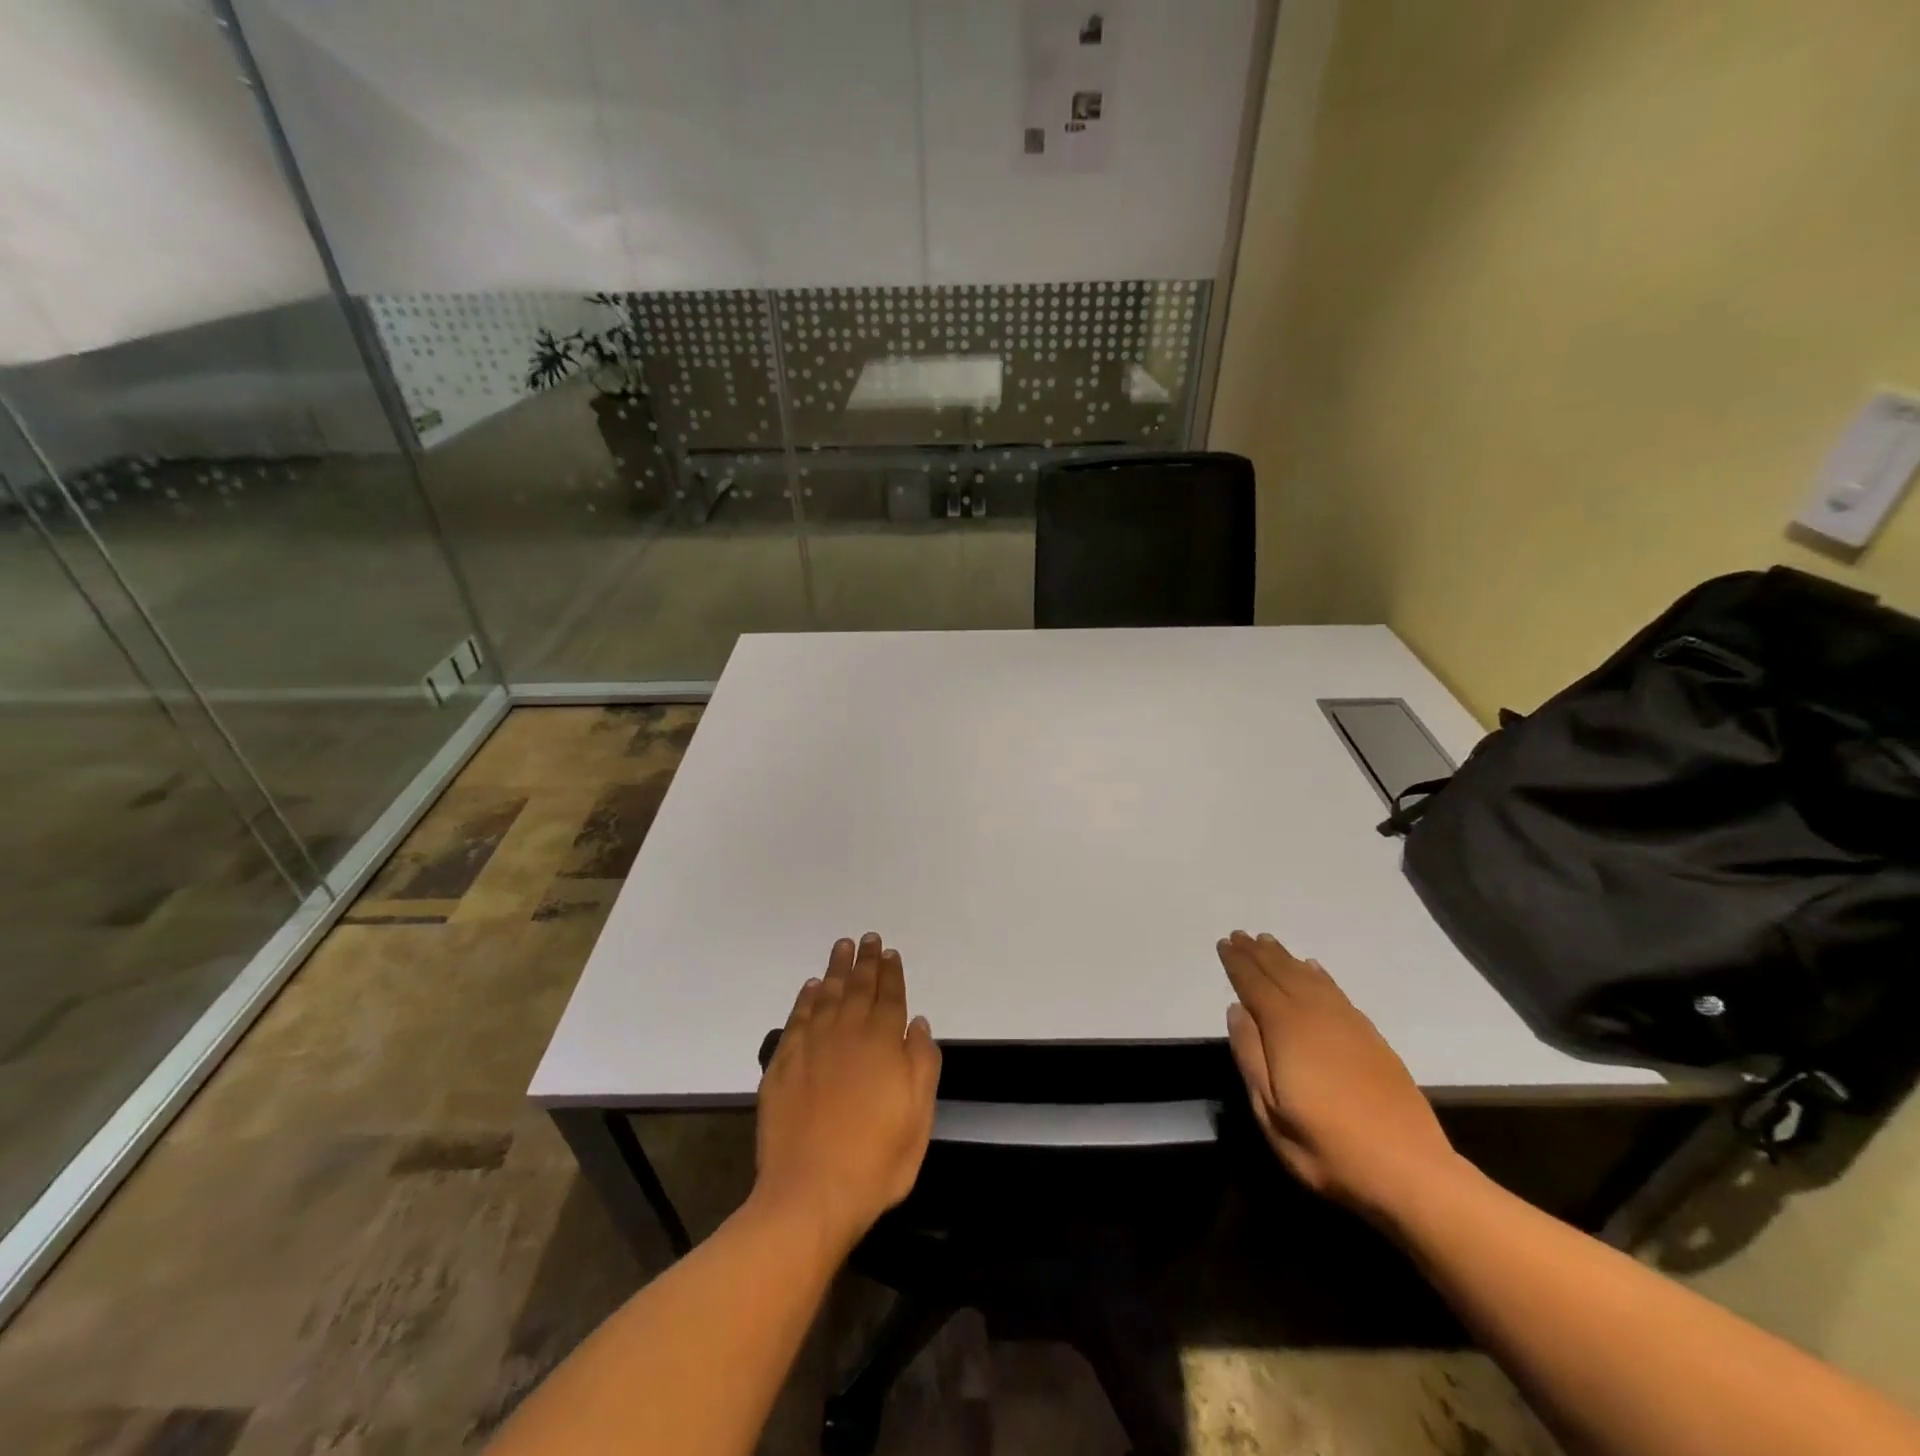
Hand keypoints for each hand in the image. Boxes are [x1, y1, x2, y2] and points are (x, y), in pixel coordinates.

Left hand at [753, 933, 941, 1254]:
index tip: (890, 952)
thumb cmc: (875, 1162)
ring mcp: (811, 1047)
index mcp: (883, 1045)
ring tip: (842, 947)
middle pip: (858, 988)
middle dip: (866, 961)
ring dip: (837, 969)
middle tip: (868, 938)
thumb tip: (917, 1023)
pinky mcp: (783, 1065)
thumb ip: (922, 1065)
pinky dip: (806, 998)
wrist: (810, 1195)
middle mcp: (847, 1035)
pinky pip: (797, 1019)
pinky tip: (811, 987)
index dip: (891, 973)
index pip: (889, 997)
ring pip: (827, 995)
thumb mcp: (918, 1119)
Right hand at [1219, 930, 1456, 1214]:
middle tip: (1240, 935)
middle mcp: (1316, 1015)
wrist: (1410, 1171)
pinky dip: (1319, 975)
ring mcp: (1348, 1024)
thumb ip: (1249, 1055)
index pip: (1254, 985)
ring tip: (1268, 942)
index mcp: (1286, 1029)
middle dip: (1258, 954)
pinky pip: (1336, 991)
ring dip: (1286, 958)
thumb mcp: (1270, 1111)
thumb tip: (1237, 1010)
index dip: (1237, 963)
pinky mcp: (1371, 1037)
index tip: (1224, 944)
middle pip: (1281, 974)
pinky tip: (1313, 968)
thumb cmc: (1327, 1146)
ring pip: (1309, 978)